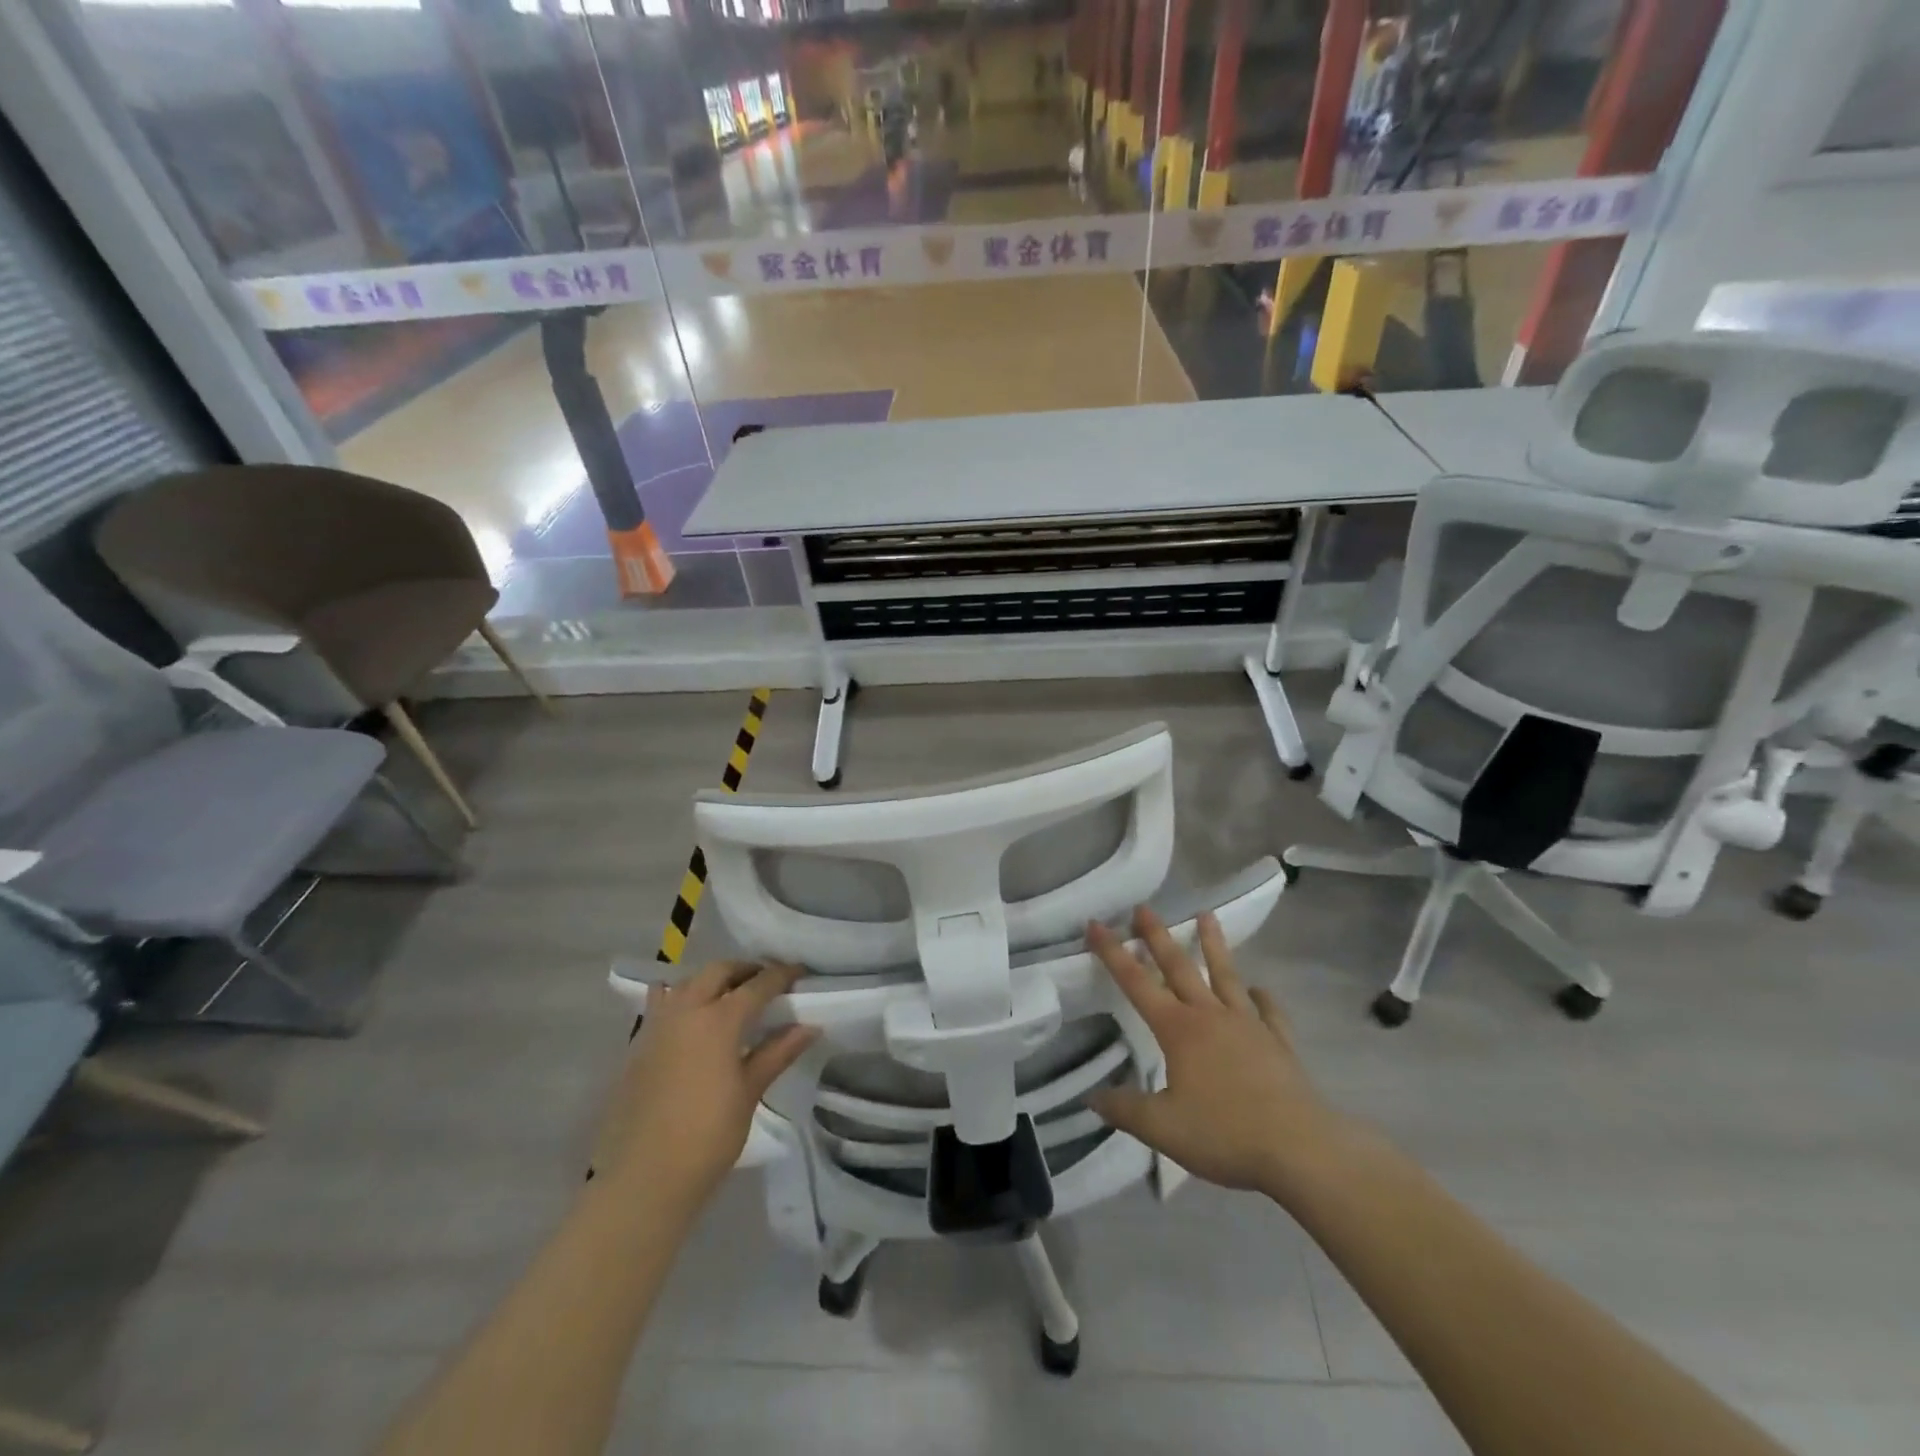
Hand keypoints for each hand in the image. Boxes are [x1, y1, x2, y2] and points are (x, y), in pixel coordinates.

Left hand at [593, 961, 817, 1208]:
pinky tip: (691, 1019)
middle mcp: (686, 1010)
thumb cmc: (707, 1137)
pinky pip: (662, 1003)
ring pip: (687, 982)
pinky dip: (681, 998)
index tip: (800, 971)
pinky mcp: (638, 1044)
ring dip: (712, 980)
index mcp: (718, 1020)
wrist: (644, 1178)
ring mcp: (657, 1025)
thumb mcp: (749, 1092)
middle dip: (745, 970)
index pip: (758, 985)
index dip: (782, 975)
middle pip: (718, 972)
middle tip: (766, 982)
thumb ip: (778, 1052)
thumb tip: (810, 1026)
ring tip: (730, 997)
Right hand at [1086, 908, 1346, 1199]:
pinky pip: (1268, 1012)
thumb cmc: (1224, 1134)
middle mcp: (1210, 1016)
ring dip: (1213, 945)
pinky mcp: (1278, 1043)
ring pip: (1226, 976)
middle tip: (1144, 907)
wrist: (1299, 1149)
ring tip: (1206, 915)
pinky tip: (1259, 990)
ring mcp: (1248, 1026)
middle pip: (1179, 967)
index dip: (1113, 952)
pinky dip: (1262, 998)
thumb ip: (1125, 1109)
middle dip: (1158, 936)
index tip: (1096, 924)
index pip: (1136, 982)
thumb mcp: (1162, 1128)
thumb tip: (1091, 1097)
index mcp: (1178, 1029)